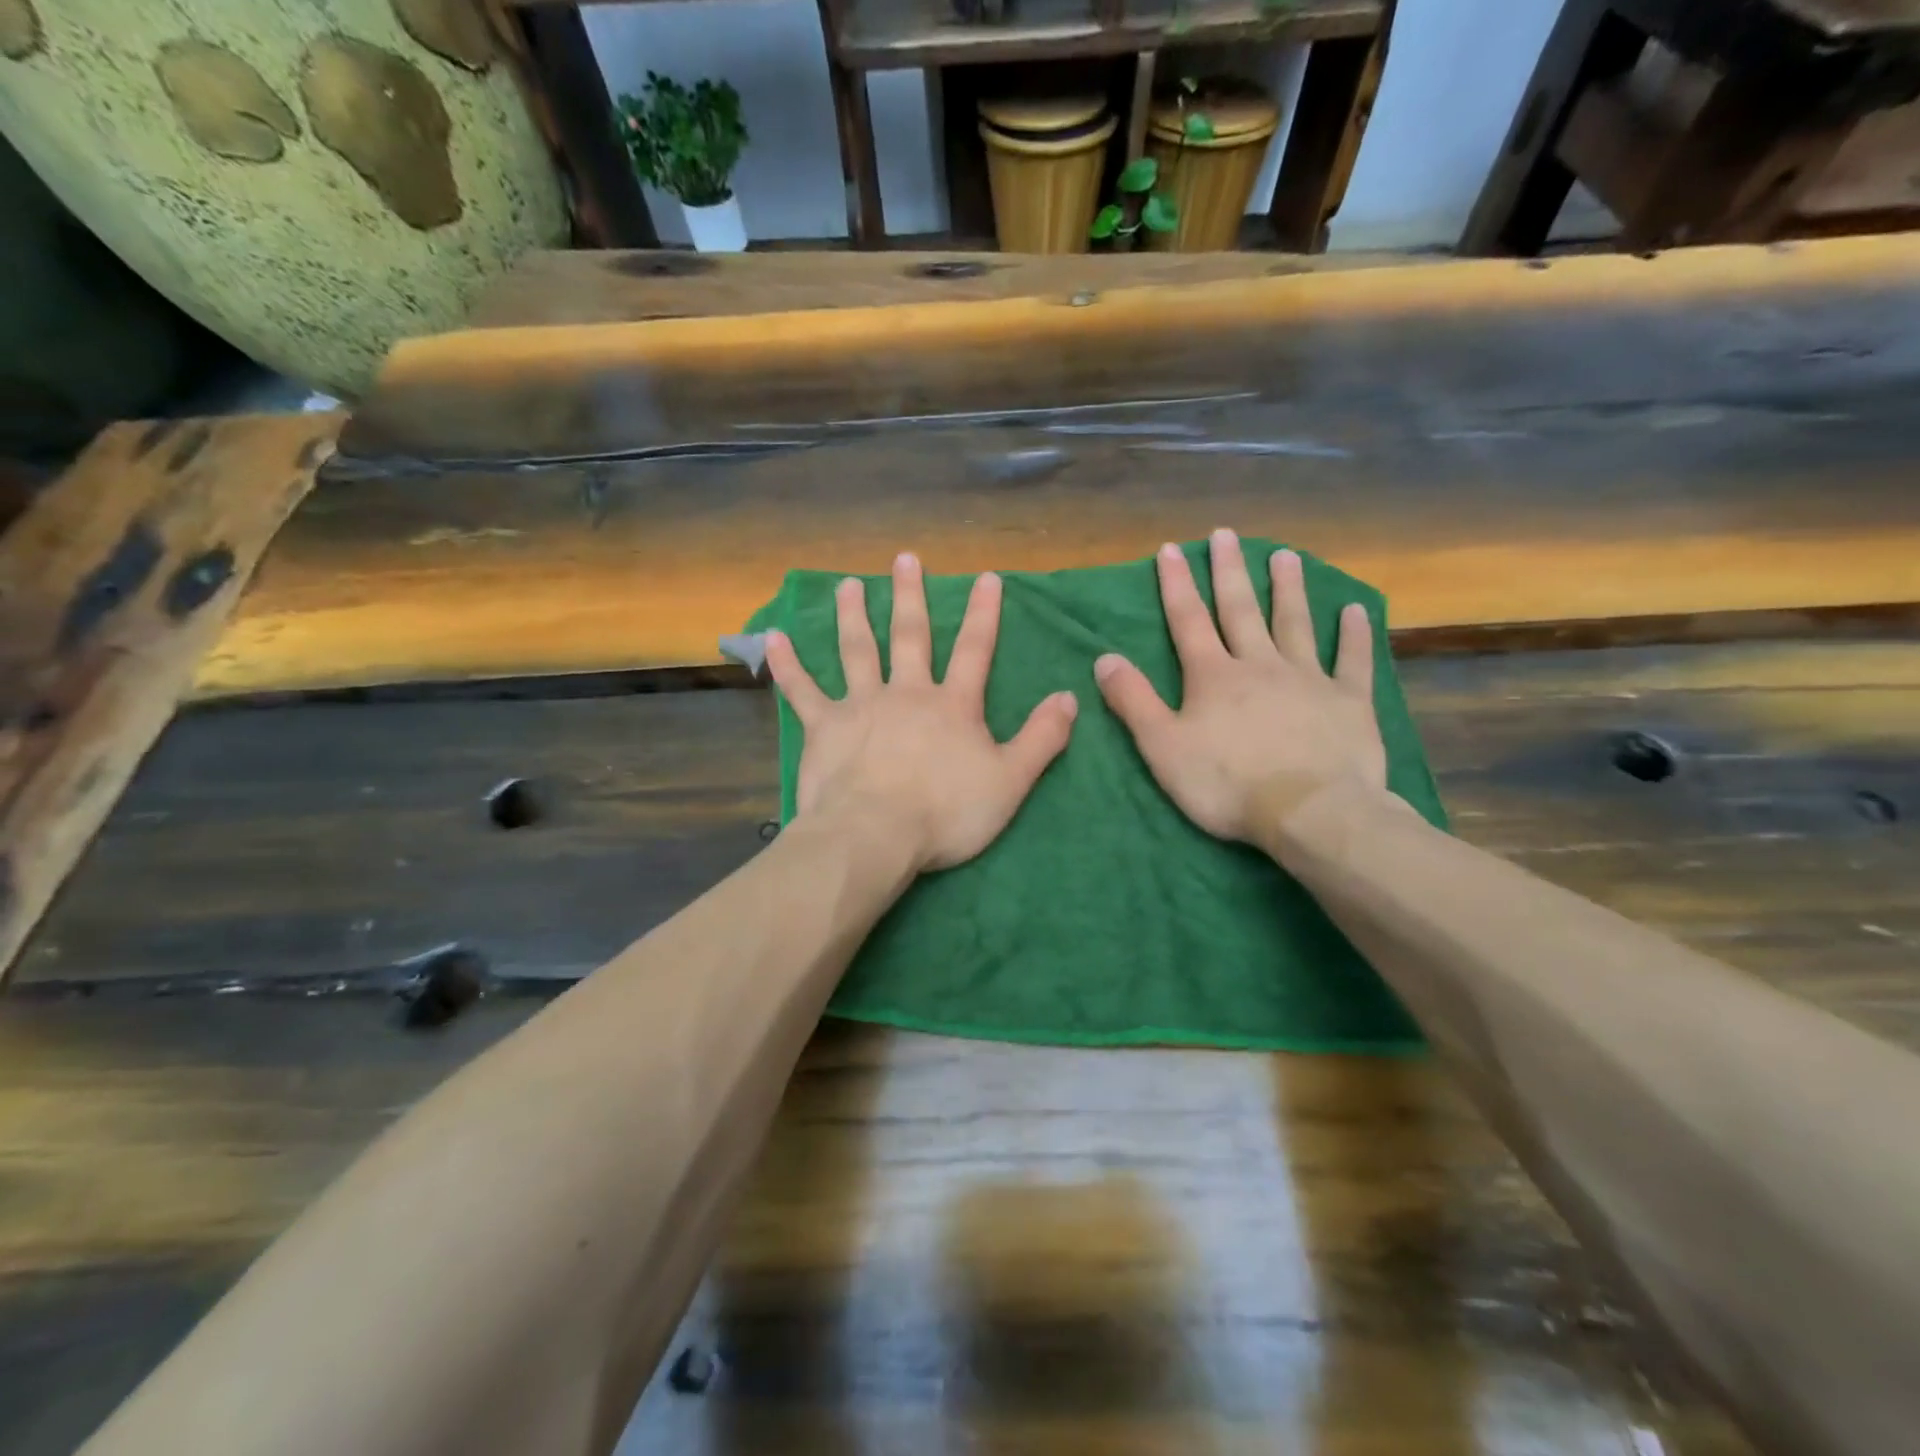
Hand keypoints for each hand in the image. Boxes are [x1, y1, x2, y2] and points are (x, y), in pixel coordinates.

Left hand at [764, 552, 1078, 872]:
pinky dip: (788, 664)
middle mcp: (907, 693)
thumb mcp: (1010, 781)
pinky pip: (802, 690)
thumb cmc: (947, 812)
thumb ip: (1042, 738)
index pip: (974, 650)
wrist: (876, 834)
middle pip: (910, 636)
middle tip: (904, 558)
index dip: (983, 614)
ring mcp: (861, 705)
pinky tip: (774, 637)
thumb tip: (1070, 697)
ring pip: (857, 650)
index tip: (986, 577)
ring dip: (853, 615)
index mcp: (953, 705)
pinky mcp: (823, 727)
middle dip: (911, 596)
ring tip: (849, 584)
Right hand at [1094, 529, 1387, 845]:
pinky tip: (1354, 610)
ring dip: (1288, 589)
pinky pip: (1352, 660)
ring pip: (1295, 624)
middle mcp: (1260, 665)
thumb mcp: (1163, 747)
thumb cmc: (1226, 783)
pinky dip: (1354, 634)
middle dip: (1230, 571)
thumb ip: (1133, 701)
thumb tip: (1104, 658)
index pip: (1188, 621)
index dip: (1176, 584)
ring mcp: (1308, 679)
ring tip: (1285, 556)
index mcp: (1213, 676)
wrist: (1310, 812)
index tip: (1171, 549)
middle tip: (1226, 534)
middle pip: (1241, 610)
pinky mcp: (1349, 702)